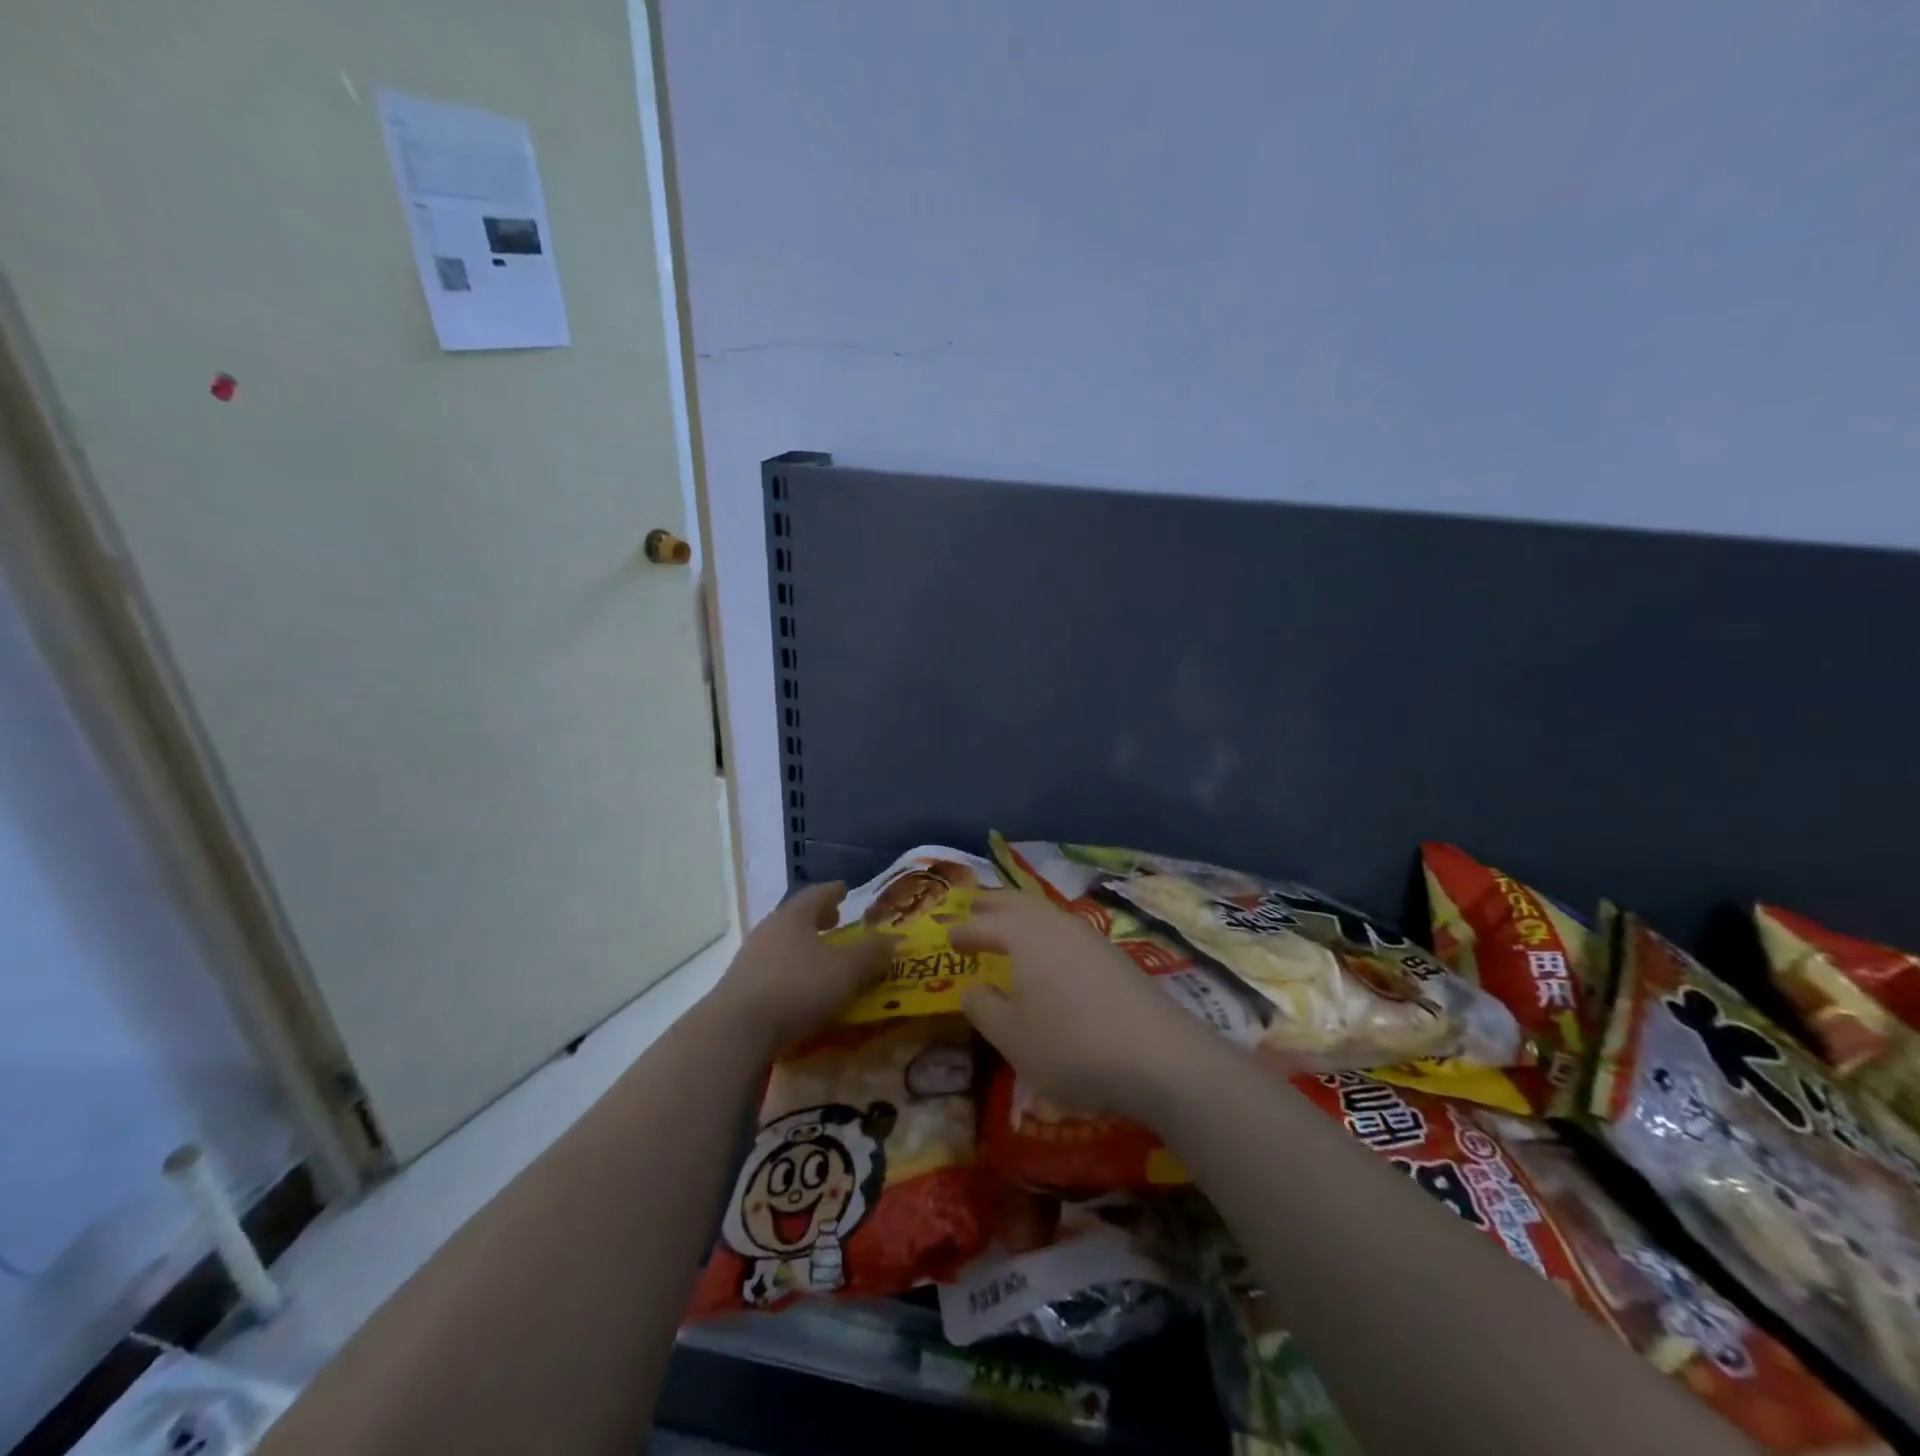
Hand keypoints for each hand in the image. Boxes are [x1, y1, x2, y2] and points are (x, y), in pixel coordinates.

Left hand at [707, 882, 892, 1057]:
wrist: (736, 1033)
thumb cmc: (797, 988)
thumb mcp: (847, 970)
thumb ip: (872, 954)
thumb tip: (894, 939)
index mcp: (793, 917)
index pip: (816, 895)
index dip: (833, 892)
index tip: (844, 889)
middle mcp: (768, 932)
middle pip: (795, 919)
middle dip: (817, 920)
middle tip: (835, 922)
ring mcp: (749, 962)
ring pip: (782, 946)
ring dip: (803, 949)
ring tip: (821, 960)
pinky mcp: (740, 992)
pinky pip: (773, 973)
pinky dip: (791, 974)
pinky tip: (801, 991)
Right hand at [950, 891, 1225, 1123]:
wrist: (1159, 1056)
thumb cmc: (1072, 1046)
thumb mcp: (1013, 1037)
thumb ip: (984, 1007)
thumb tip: (972, 987)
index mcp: (1024, 936)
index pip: (984, 924)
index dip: (963, 930)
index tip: (947, 935)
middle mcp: (1055, 924)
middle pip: (1017, 903)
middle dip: (992, 904)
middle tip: (973, 907)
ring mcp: (1089, 936)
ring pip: (1045, 913)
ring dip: (1021, 913)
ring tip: (1007, 924)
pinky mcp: (1113, 955)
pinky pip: (1066, 929)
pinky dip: (1045, 930)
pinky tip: (1049, 952)